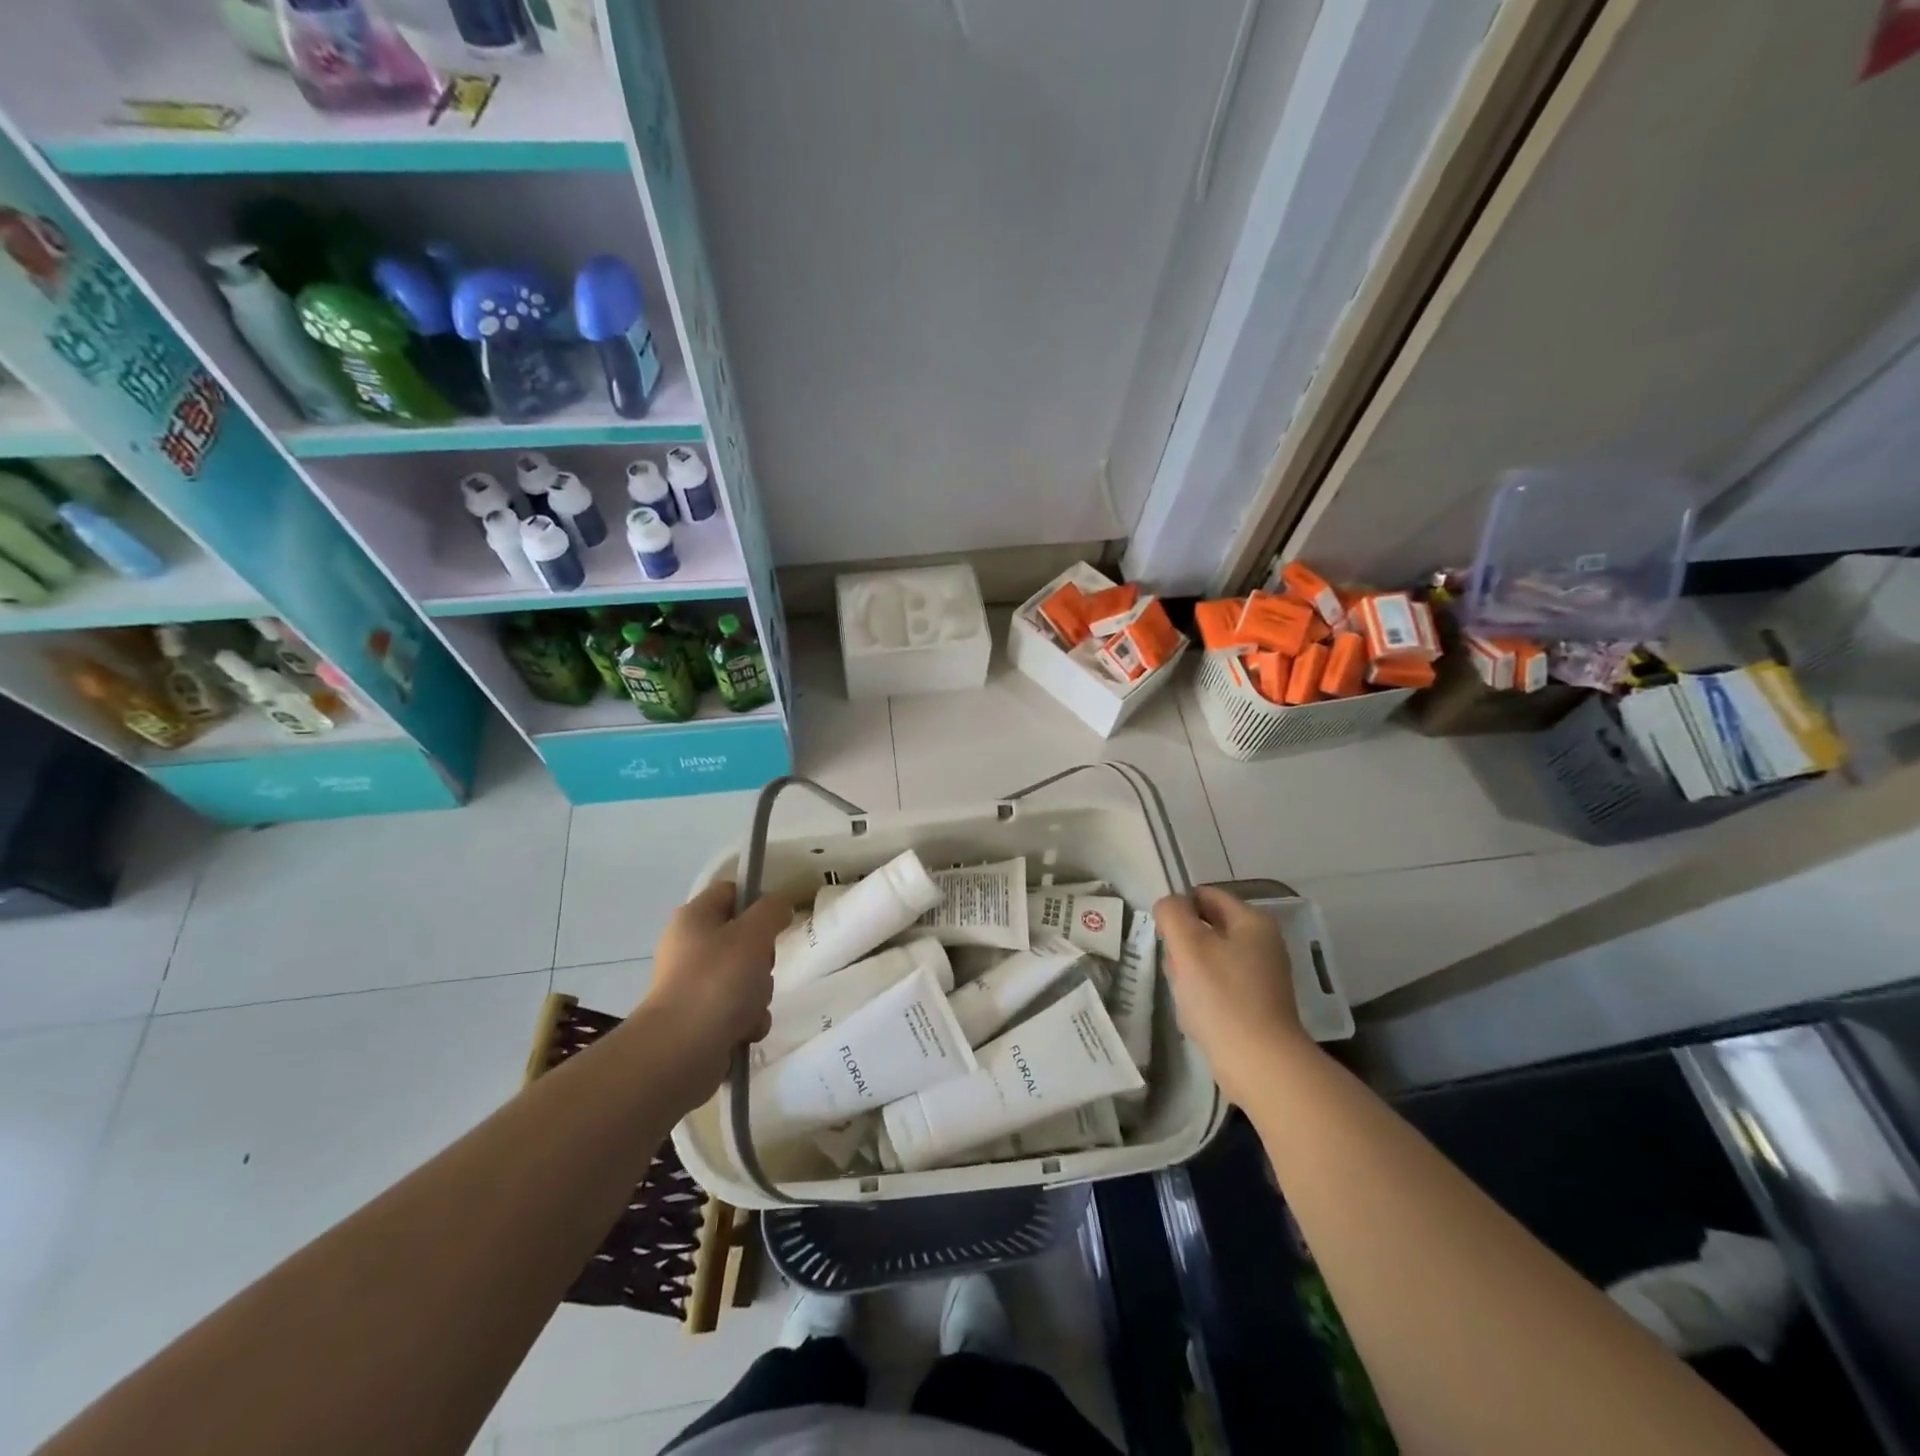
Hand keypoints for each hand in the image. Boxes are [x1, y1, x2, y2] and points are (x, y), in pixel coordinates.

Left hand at [640, 880, 790, 1090]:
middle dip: (763, 958)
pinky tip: (744, 1030)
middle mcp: (690, 947)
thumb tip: (779, 906)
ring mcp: (694, 985)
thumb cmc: (717, 982)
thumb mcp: (753, 934)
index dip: (757, 901)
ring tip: (750, 1008)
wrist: (680, 1052)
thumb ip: (772, 911)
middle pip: (744, 939)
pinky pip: (738, 1010)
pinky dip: (748, 1020)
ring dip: (759, 994)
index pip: (732, 892)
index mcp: (694, 918)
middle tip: (761, 969)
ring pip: (746, 977)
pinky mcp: (700, 1019)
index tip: (777, 921)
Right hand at [1154, 887, 1311, 1103]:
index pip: (1205, 896)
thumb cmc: (1222, 998)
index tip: (1164, 936)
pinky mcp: (1258, 1005)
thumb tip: (1169, 905)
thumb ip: (1172, 913)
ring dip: (1190, 972)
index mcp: (1253, 921)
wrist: (1261, 1065)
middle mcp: (1263, 943)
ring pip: (1210, 958)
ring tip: (1186, 995)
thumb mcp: (1188, 945)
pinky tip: (1198, 1014)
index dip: (1179, 909)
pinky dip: (1204, 995)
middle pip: (1207, 927)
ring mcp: (1263, 976)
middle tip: (1176, 969)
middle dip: (1184, 945)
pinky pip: (1220, 986)